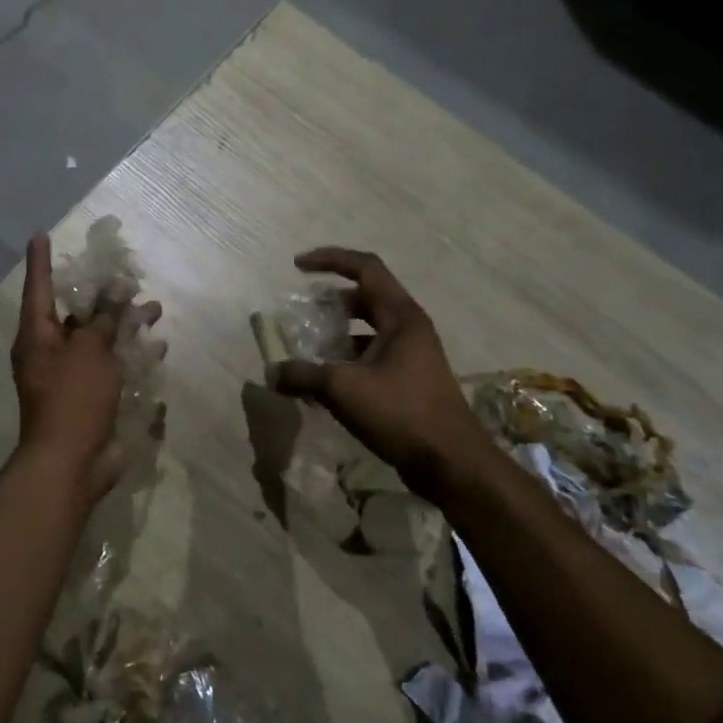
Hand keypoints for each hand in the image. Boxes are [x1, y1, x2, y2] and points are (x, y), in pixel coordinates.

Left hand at [12, 234, 160, 497]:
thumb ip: (104, 319)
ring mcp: (70, 378)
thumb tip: (115, 293)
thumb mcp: (90, 351)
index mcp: (37, 338)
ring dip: (125, 325)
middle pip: (75, 316)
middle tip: (126, 278)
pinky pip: (111, 367)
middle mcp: (50, 354)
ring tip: (154, 309)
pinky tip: (157, 348)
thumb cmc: (73, 398)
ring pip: (99, 341)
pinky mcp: (90, 398)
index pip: (38, 289)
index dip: (40, 261)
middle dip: (102, 297)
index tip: (40, 234)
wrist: (71, 463)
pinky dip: (131, 355)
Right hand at [269, 247, 485, 491]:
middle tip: (302, 311)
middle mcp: (409, 328)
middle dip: (331, 300)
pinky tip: (326, 381)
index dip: (330, 259)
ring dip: (338, 333)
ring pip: (369, 329)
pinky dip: (347, 359)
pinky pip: (373, 355)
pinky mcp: (410, 380)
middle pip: (366, 297)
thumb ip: (303, 376)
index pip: (365, 268)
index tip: (297, 266)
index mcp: (401, 316)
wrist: (451, 462)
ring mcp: (412, 355)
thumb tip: (271, 373)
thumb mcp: (344, 389)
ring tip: (308, 346)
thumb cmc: (401, 412)